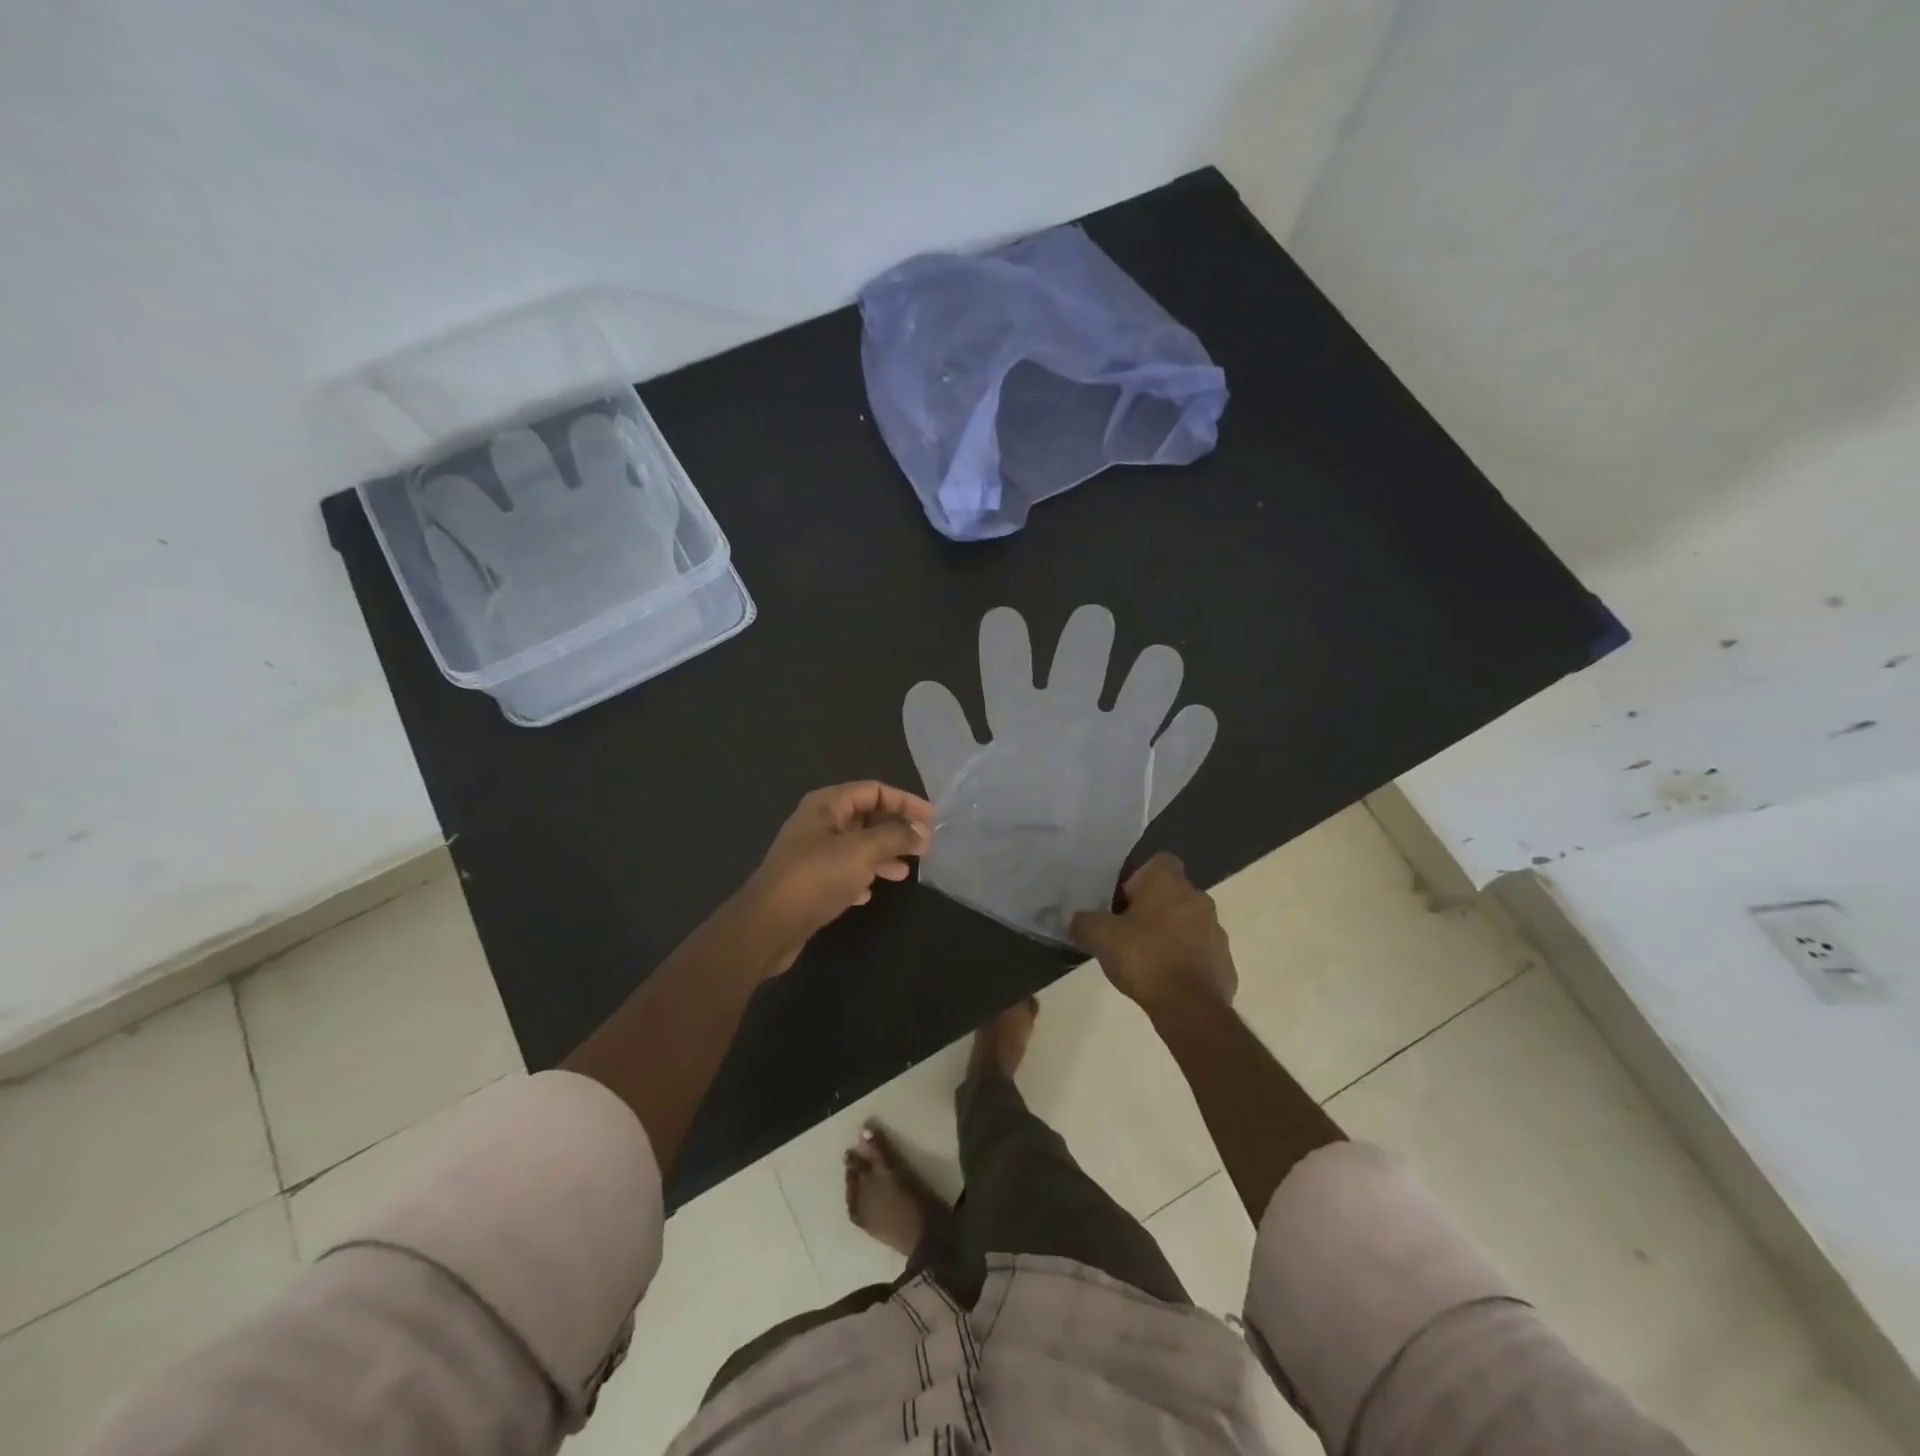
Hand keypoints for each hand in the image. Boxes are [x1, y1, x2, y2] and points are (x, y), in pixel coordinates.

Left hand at [739, 781, 933, 972]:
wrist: (767, 926)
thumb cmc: (816, 878)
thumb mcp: (862, 851)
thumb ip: (895, 837)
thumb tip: (922, 831)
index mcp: (826, 804)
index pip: (874, 790)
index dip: (905, 802)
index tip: (932, 821)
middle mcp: (817, 823)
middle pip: (865, 817)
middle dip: (895, 829)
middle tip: (924, 847)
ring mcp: (811, 853)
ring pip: (856, 846)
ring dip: (882, 855)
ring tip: (905, 872)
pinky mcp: (808, 882)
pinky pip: (842, 872)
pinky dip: (860, 877)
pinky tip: (870, 893)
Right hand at [1070, 853, 1236, 1012]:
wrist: (1190, 1007)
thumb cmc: (1144, 958)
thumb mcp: (1100, 937)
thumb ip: (1084, 922)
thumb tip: (1076, 920)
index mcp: (1168, 883)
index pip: (1159, 860)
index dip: (1139, 876)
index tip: (1123, 898)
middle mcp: (1198, 897)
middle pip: (1172, 892)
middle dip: (1153, 906)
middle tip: (1127, 929)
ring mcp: (1215, 929)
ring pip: (1188, 920)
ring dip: (1171, 932)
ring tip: (1146, 957)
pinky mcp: (1224, 960)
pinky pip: (1200, 950)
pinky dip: (1185, 958)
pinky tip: (1167, 978)